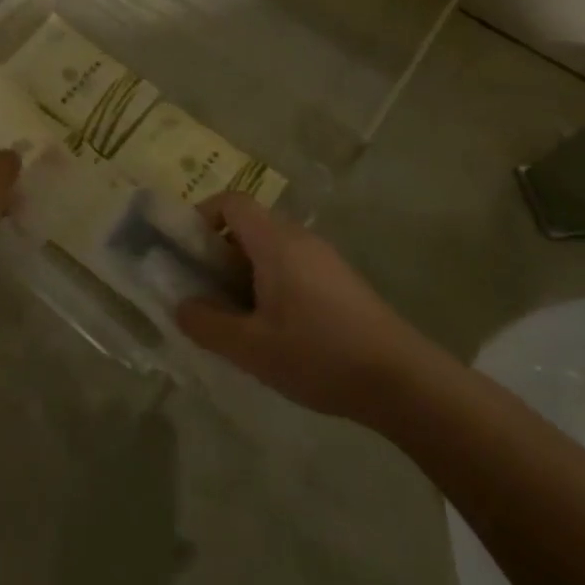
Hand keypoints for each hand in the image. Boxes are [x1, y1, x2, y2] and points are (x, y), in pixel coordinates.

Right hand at [175, 193, 431, 420]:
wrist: (404, 381)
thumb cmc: (319, 354)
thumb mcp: (251, 348)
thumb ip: (207, 325)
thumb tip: (181, 307)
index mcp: (275, 242)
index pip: (231, 202)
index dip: (202, 216)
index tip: (185, 252)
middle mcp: (300, 239)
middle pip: (249, 225)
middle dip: (219, 252)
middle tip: (204, 291)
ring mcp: (324, 259)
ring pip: (271, 249)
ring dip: (244, 272)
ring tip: (235, 317)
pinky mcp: (341, 282)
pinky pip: (293, 266)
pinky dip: (271, 284)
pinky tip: (274, 330)